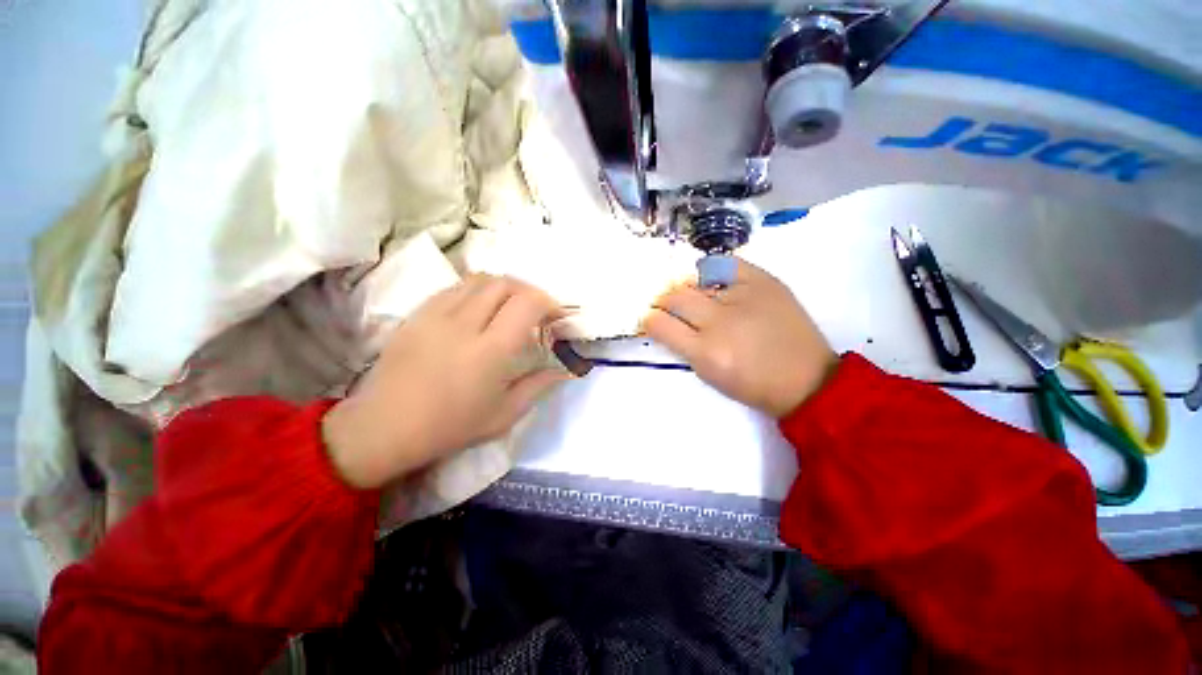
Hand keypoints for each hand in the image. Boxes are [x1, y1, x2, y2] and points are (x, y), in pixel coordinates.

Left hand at [322, 275, 568, 488]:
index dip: (548, 302)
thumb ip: (538, 386)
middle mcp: (464, 324)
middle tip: (536, 310)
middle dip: (529, 291)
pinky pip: (455, 288)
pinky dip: (477, 290)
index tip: (555, 316)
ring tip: (510, 306)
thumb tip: (564, 369)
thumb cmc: (450, 427)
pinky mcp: (418, 314)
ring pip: (479, 279)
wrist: (384, 428)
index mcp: (490, 351)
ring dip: (503, 287)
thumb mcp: (504, 415)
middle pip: (504, 283)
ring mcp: (436, 315)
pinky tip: (479, 309)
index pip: (526, 304)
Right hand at [643, 259, 836, 417]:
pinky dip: (710, 268)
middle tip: (665, 304)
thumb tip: (664, 320)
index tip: (649, 317)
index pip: (660, 324)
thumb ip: (682, 346)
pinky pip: (725, 263)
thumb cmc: (752, 385)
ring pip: (695, 279)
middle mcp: (720, 321)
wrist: (806, 379)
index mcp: (705, 352)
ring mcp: (744, 296)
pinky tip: (708, 276)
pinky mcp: (764, 281)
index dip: (649, 318)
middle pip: (675, 296)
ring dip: (684, 287)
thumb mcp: (709, 375)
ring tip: (690, 294)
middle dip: (663, 300)